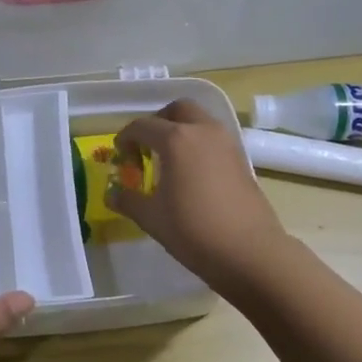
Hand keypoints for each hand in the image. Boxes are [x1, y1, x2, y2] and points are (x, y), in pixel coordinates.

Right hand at [109, 99, 288, 289]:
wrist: (249, 251)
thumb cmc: (193, 230)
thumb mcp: (151, 217)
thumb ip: (128, 200)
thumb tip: (112, 194)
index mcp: (176, 140)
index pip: (143, 126)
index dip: (126, 138)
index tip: (120, 156)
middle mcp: (203, 131)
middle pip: (177, 110)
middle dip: (158, 122)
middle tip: (147, 147)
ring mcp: (227, 143)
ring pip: (200, 121)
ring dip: (181, 131)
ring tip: (169, 162)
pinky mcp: (241, 159)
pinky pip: (214, 139)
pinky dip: (198, 145)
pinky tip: (191, 175)